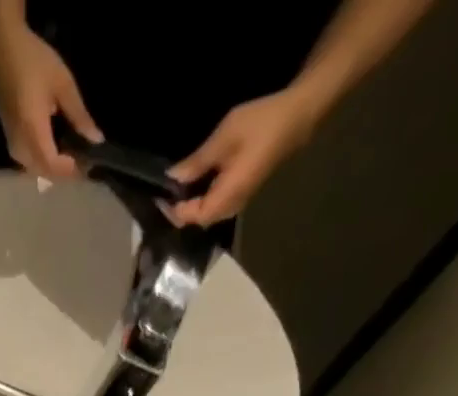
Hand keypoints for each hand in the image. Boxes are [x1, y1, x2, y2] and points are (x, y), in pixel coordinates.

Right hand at [0, 16, 101, 179]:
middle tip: (85, 162)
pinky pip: (30, 163)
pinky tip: (57, 150)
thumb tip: (96, 140)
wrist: (0, 50)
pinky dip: (45, 162)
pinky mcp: (11, 143)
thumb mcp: (63, 84)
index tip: (90, 166)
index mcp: (34, 132)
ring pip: (37, 170)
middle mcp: (21, 147)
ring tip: (73, 156)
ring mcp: (13, 147)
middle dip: (64, 172)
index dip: (72, 171)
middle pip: (45, 173)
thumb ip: (79, 115)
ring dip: (54, 168)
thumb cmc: (33, 61)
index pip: (54, 166)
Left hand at [166, 88, 319, 227]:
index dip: (173, 211)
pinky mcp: (243, 192)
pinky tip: (194, 184)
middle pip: (198, 220)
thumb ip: (197, 162)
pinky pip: (216, 203)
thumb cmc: (261, 123)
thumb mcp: (224, 138)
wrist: (299, 113)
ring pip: (207, 213)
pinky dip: (202, 198)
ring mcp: (239, 201)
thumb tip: (173, 178)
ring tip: (175, 190)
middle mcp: (232, 207)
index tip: (159, 196)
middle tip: (163, 194)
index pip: (192, 217)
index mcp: (226, 198)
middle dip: (179, 211)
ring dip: (190, 205)